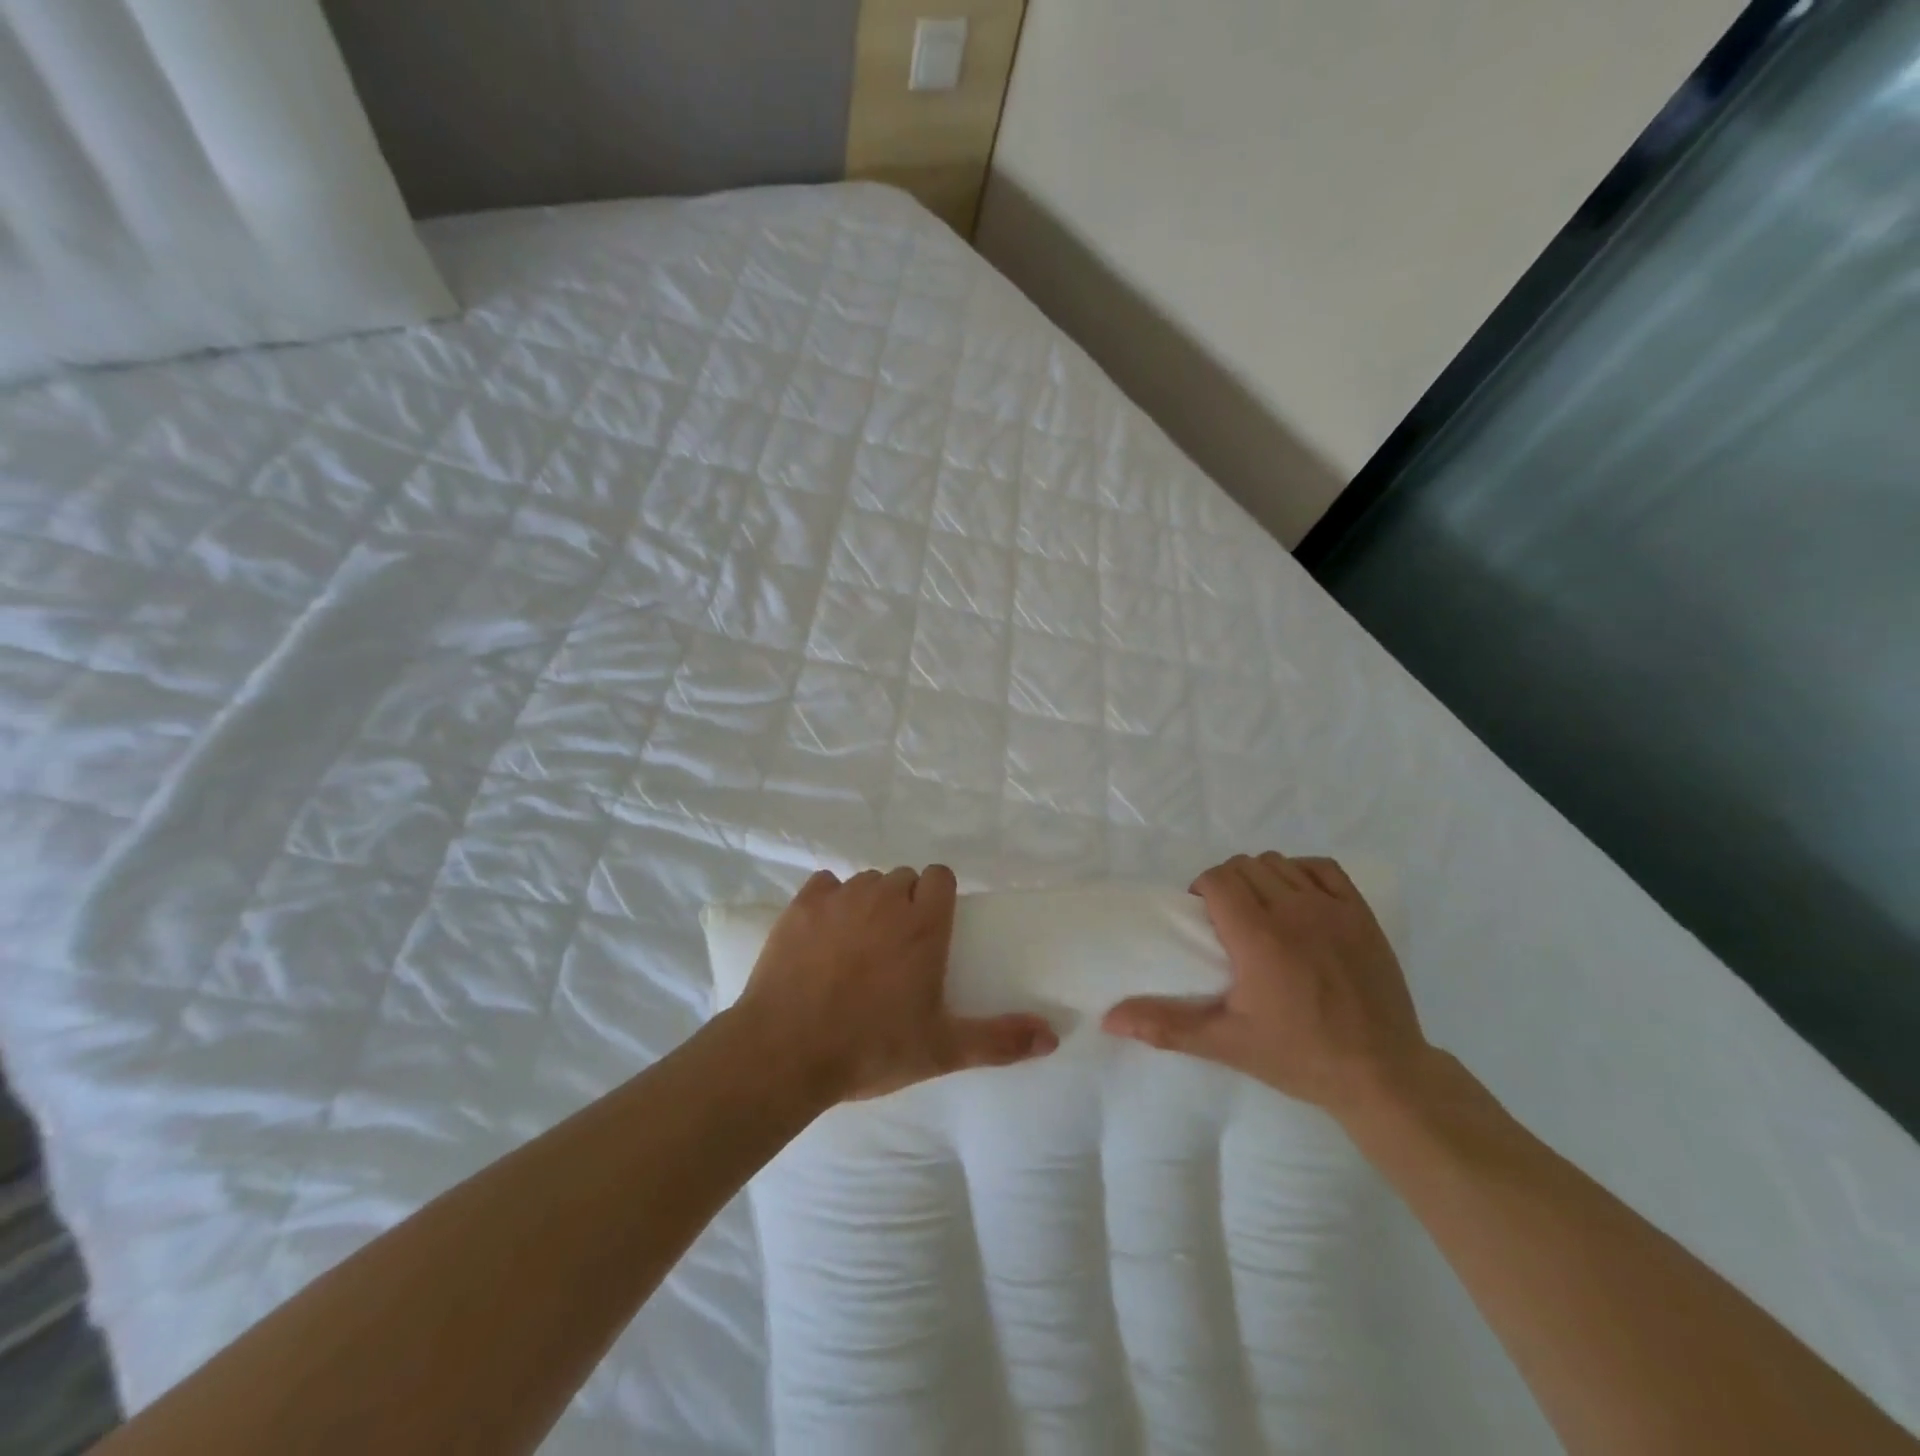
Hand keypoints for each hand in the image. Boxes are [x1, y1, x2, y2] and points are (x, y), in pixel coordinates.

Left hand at [733, 865, 1059, 1103]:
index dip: (938, 897)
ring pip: (864, 882)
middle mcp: (884, 899)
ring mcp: (839, 898)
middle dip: (904, 902)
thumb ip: (999, 1040)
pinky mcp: (801, 906)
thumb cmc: (871, 1048)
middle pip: (903, 878)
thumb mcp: (941, 1050)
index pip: (940, 876)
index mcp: (923, 924)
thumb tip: (1053, 1037)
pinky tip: (823, 934)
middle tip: (896, 947)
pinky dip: (828, 901)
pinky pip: (824, 885)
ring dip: (868, 903)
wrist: (785, 1052)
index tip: (932, 929)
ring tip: (858, 945)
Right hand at [1102, 852, 1433, 1118]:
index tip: (1202, 919)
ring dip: (1260, 877)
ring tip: (1260, 911)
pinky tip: (1297, 900)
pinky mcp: (1361, 915)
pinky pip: (1322, 868)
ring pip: (1279, 862)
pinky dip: (1301, 872)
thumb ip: (1167, 1025)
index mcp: (1258, 937)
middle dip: (1226, 884)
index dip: (1202, 891)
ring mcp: (1332, 909)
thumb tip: (1110, 1018)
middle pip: (1244, 866)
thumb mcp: (1227, 1043)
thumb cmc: (1299, 1057)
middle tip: (1226, 919)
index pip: (1217, 879)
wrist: (1381, 1075)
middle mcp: (1294, 911)